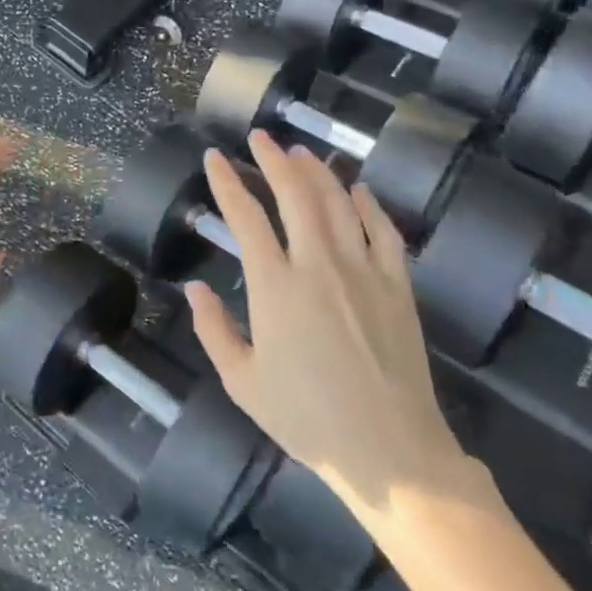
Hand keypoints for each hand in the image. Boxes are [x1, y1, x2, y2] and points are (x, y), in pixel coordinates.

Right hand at [185, 132, 474, 530]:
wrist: (390, 452)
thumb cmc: (307, 419)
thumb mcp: (242, 382)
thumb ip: (213, 330)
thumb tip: (193, 288)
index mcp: (275, 287)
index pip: (245, 217)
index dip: (227, 183)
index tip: (215, 158)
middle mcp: (318, 265)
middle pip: (295, 195)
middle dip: (274, 160)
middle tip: (261, 137)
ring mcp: (363, 271)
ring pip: (338, 203)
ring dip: (317, 172)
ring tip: (300, 153)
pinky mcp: (398, 285)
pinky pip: (384, 231)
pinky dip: (368, 205)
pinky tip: (358, 190)